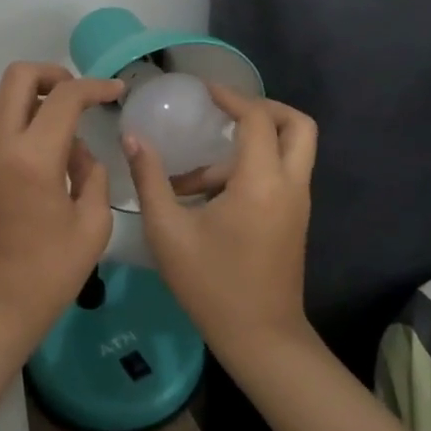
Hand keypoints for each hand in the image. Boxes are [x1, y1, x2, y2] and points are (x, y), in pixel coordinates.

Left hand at [0, 62, 125, 353]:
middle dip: (53, 73)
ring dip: (29, 92)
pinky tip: (40, 141)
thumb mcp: (93, 225)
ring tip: (59, 115)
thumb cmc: (49, 273)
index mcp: (33, 159)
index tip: (117, 91)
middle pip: (18, 77)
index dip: (95, 87)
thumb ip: (93, 174)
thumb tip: (77, 150)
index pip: (64, 98)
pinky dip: (14, 113)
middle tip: (80, 95)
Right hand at [123, 84, 316, 363]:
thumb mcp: (168, 231)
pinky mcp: (295, 220)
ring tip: (195, 174)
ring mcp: (298, 204)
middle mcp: (289, 185)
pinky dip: (254, 167)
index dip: (232, 97)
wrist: (261, 338)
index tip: (204, 91)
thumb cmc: (211, 284)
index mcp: (261, 182)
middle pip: (298, 125)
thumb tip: (132, 138)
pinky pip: (283, 174)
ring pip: (291, 151)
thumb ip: (150, 179)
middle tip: (225, 112)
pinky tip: (209, 195)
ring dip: (251, 145)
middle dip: (264, 109)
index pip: (257, 119)